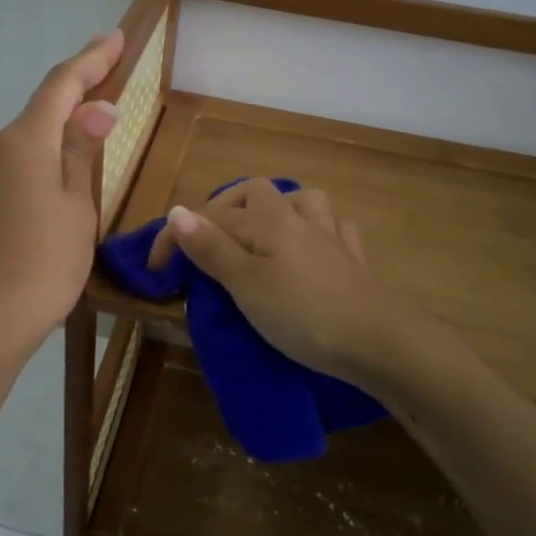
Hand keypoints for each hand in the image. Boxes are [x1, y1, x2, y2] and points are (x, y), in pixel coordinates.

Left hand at [0, 30, 125, 354]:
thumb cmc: (43, 261)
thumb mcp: (77, 205)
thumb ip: (83, 152)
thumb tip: (95, 108)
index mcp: (26, 141)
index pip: (61, 84)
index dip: (90, 59)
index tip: (114, 36)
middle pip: (42, 107)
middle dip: (77, 85)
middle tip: (109, 66)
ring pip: (30, 137)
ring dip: (61, 122)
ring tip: (92, 116)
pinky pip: (19, 163)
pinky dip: (46, 153)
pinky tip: (62, 167)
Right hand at [148, 178, 397, 384]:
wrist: (379, 342)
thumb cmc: (302, 313)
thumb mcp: (245, 284)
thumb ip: (210, 248)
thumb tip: (176, 211)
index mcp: (267, 219)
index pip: (209, 217)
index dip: (177, 237)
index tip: (156, 271)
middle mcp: (299, 217)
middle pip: (257, 193)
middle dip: (227, 210)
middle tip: (209, 244)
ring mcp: (332, 237)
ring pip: (303, 202)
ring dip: (279, 210)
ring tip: (262, 236)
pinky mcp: (354, 262)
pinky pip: (335, 231)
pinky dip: (319, 232)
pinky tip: (314, 248)